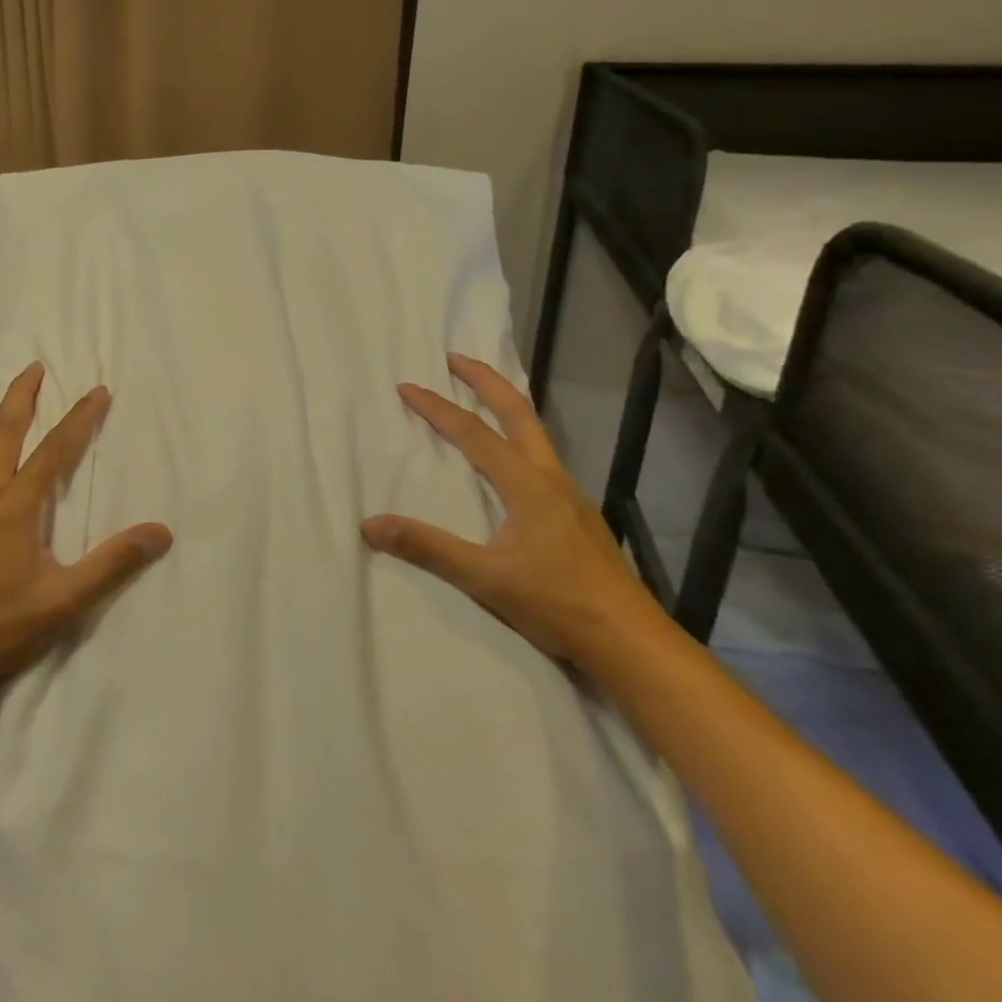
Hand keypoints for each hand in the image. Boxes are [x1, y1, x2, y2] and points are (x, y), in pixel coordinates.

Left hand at [0, 363, 172, 705]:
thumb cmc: (3, 628)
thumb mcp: (65, 599)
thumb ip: (113, 563)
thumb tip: (160, 532)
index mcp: (13, 508)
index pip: (52, 451)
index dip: (78, 419)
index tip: (98, 391)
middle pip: (4, 434)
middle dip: (22, 396)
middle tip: (36, 367)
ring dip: (9, 425)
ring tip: (26, 409)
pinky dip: (0, 457)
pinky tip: (8, 475)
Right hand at [360, 353, 664, 670]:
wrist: (632, 642)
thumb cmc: (558, 604)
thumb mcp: (484, 578)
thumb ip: (427, 547)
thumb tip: (370, 525)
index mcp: (527, 484)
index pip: (473, 433)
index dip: (437, 407)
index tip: (407, 386)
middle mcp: (550, 478)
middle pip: (518, 413)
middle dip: (486, 381)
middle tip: (455, 358)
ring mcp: (569, 496)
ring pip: (535, 433)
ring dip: (506, 405)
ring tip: (481, 395)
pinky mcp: (577, 515)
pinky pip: (542, 458)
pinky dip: (518, 436)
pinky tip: (511, 460)